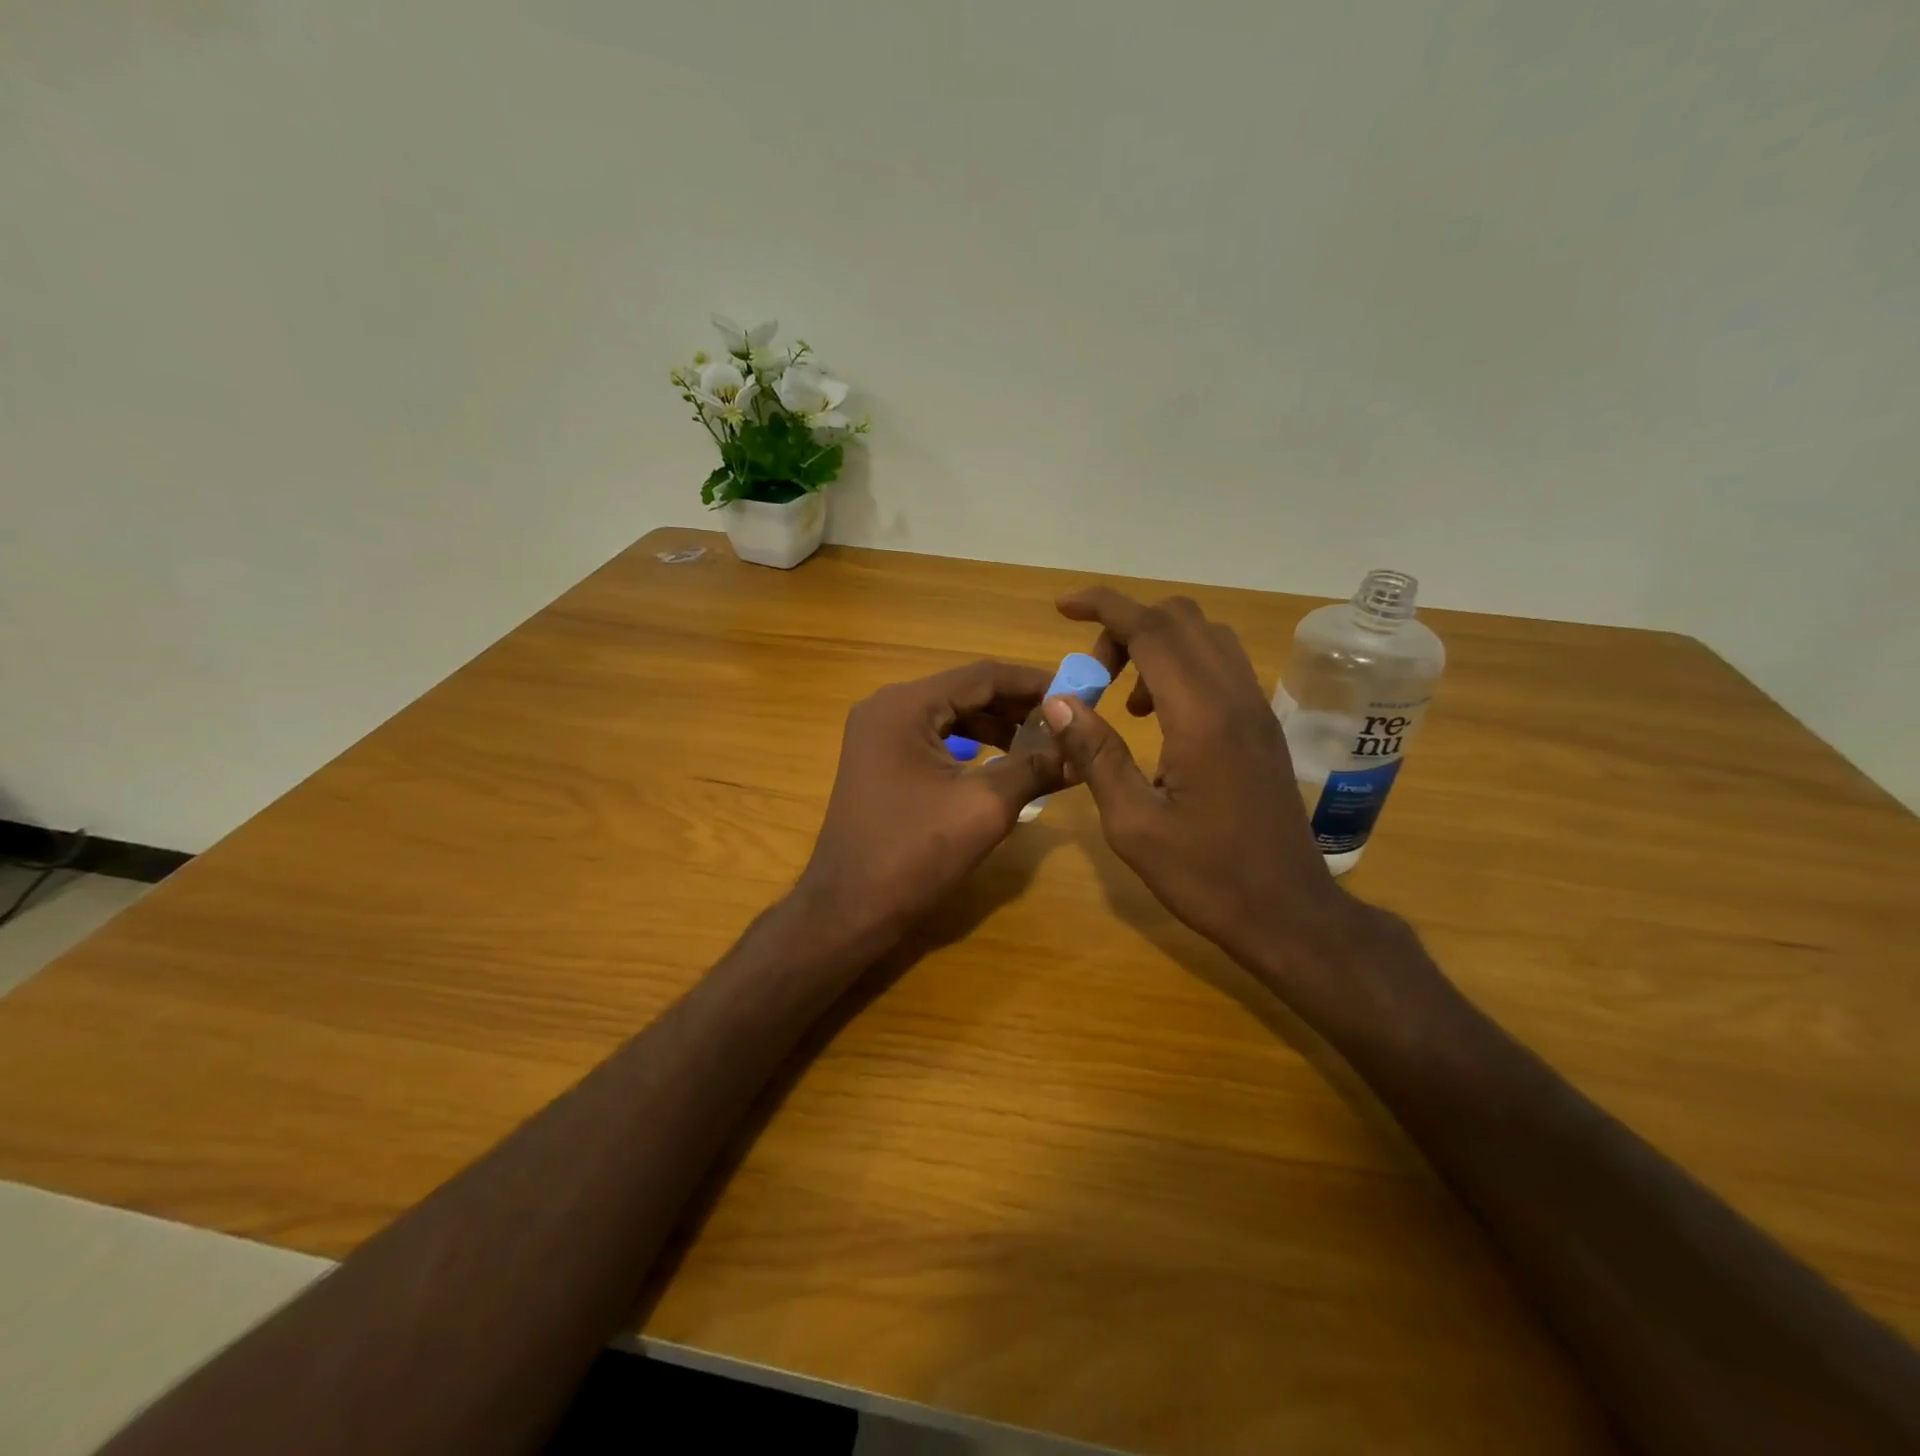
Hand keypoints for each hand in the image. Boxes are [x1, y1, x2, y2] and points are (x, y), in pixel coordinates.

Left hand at [797, 659, 1062, 952]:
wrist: (848, 909)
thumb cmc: (913, 854)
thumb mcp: (983, 807)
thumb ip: (1033, 768)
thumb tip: (1079, 753)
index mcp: (905, 706)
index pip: (981, 676)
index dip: (1033, 683)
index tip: (1077, 693)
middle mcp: (887, 707)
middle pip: (965, 691)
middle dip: (1017, 705)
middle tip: (1065, 720)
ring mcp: (879, 734)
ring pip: (951, 714)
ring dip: (996, 724)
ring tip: (1043, 741)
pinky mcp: (881, 760)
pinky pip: (935, 738)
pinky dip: (971, 744)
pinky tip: (1004, 759)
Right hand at [1042, 588, 1372, 998]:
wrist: (1289, 911)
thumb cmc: (1206, 876)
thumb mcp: (1133, 824)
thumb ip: (1096, 754)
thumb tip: (1058, 701)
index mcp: (1201, 717)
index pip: (1151, 630)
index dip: (1103, 606)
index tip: (1063, 607)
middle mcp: (1235, 697)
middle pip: (1180, 619)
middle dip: (1125, 627)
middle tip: (1092, 675)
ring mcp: (1256, 708)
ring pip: (1205, 637)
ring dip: (1156, 645)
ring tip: (1122, 700)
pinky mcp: (1263, 725)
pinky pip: (1220, 665)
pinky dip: (1181, 666)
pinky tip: (1158, 719)